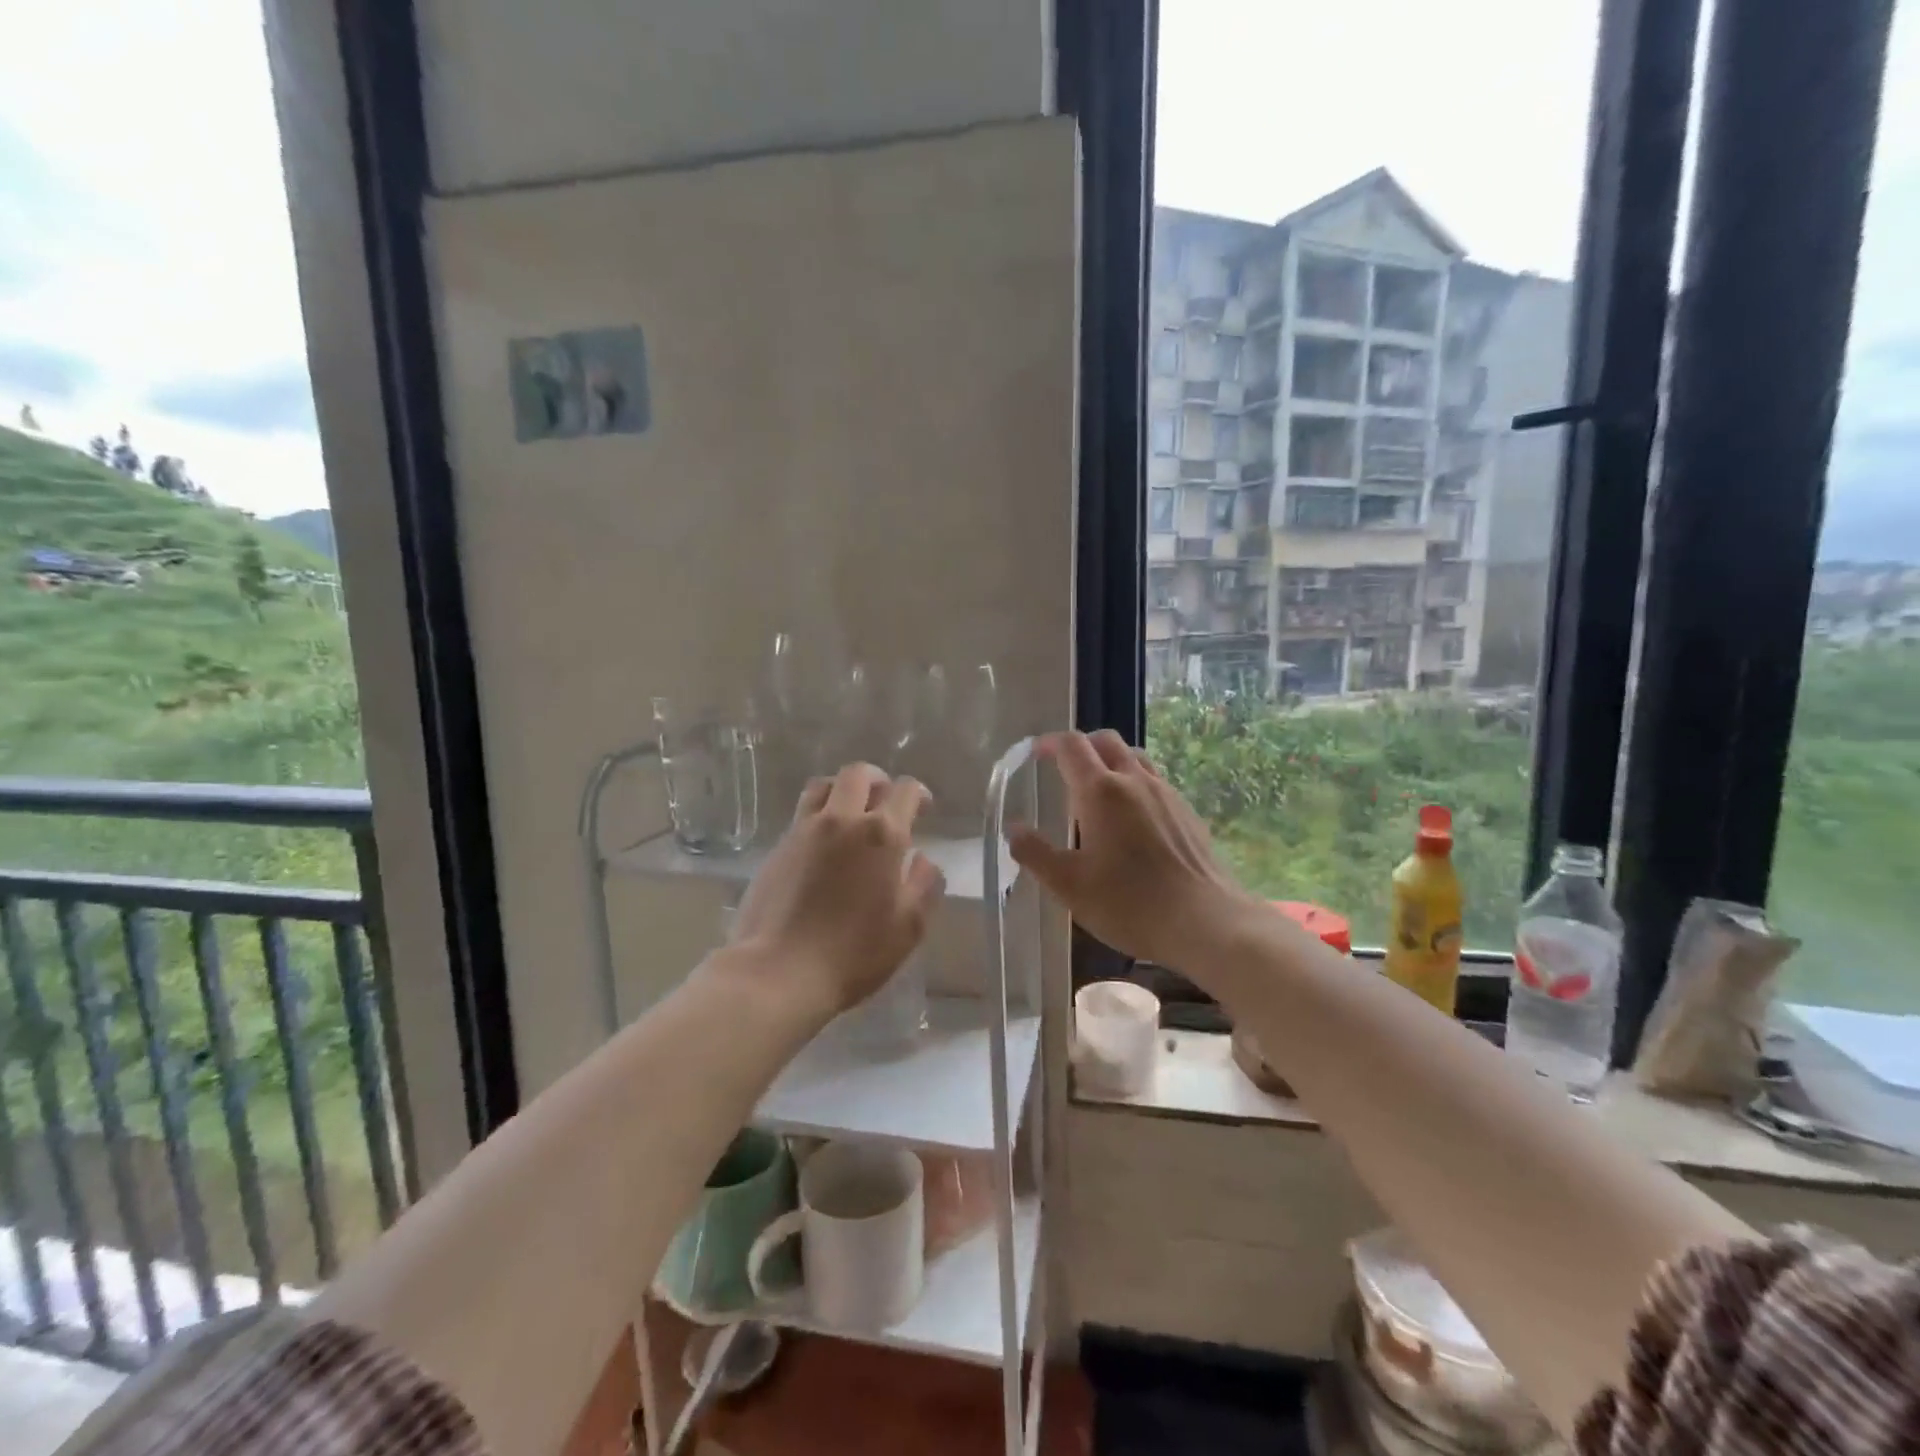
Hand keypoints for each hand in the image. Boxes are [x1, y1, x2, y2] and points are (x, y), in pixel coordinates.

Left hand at [729, 763, 945, 1016]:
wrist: (779, 971)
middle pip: (859, 774)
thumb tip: (923, 859)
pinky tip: (823, 844)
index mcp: (881, 834)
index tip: (923, 809)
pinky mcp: (778, 846)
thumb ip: (924, 885)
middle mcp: (842, 820)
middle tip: (885, 802)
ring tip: (851, 813)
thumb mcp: (908, 927)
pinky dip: (819, 814)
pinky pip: (802, 813)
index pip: (905, 790)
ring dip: (843, 790)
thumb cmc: (854, 953)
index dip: (919, 794)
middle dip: (879, 781)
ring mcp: (805, 829)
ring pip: (824, 785)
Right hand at [1010, 730, 1247, 969]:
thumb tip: (1013, 829)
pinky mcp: (1187, 812)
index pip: (1071, 746)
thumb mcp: (1068, 885)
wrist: (1204, 922)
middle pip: (1106, 740)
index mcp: (1100, 791)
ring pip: (1135, 757)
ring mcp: (1166, 793)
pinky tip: (1132, 818)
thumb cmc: (1128, 903)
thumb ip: (1035, 853)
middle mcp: (1134, 780)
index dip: (1049, 743)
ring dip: (1111, 760)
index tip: (1035, 753)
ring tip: (1097, 789)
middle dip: (1081, 745)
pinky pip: (1155, 781)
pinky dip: (1135, 783)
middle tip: (1064, 766)